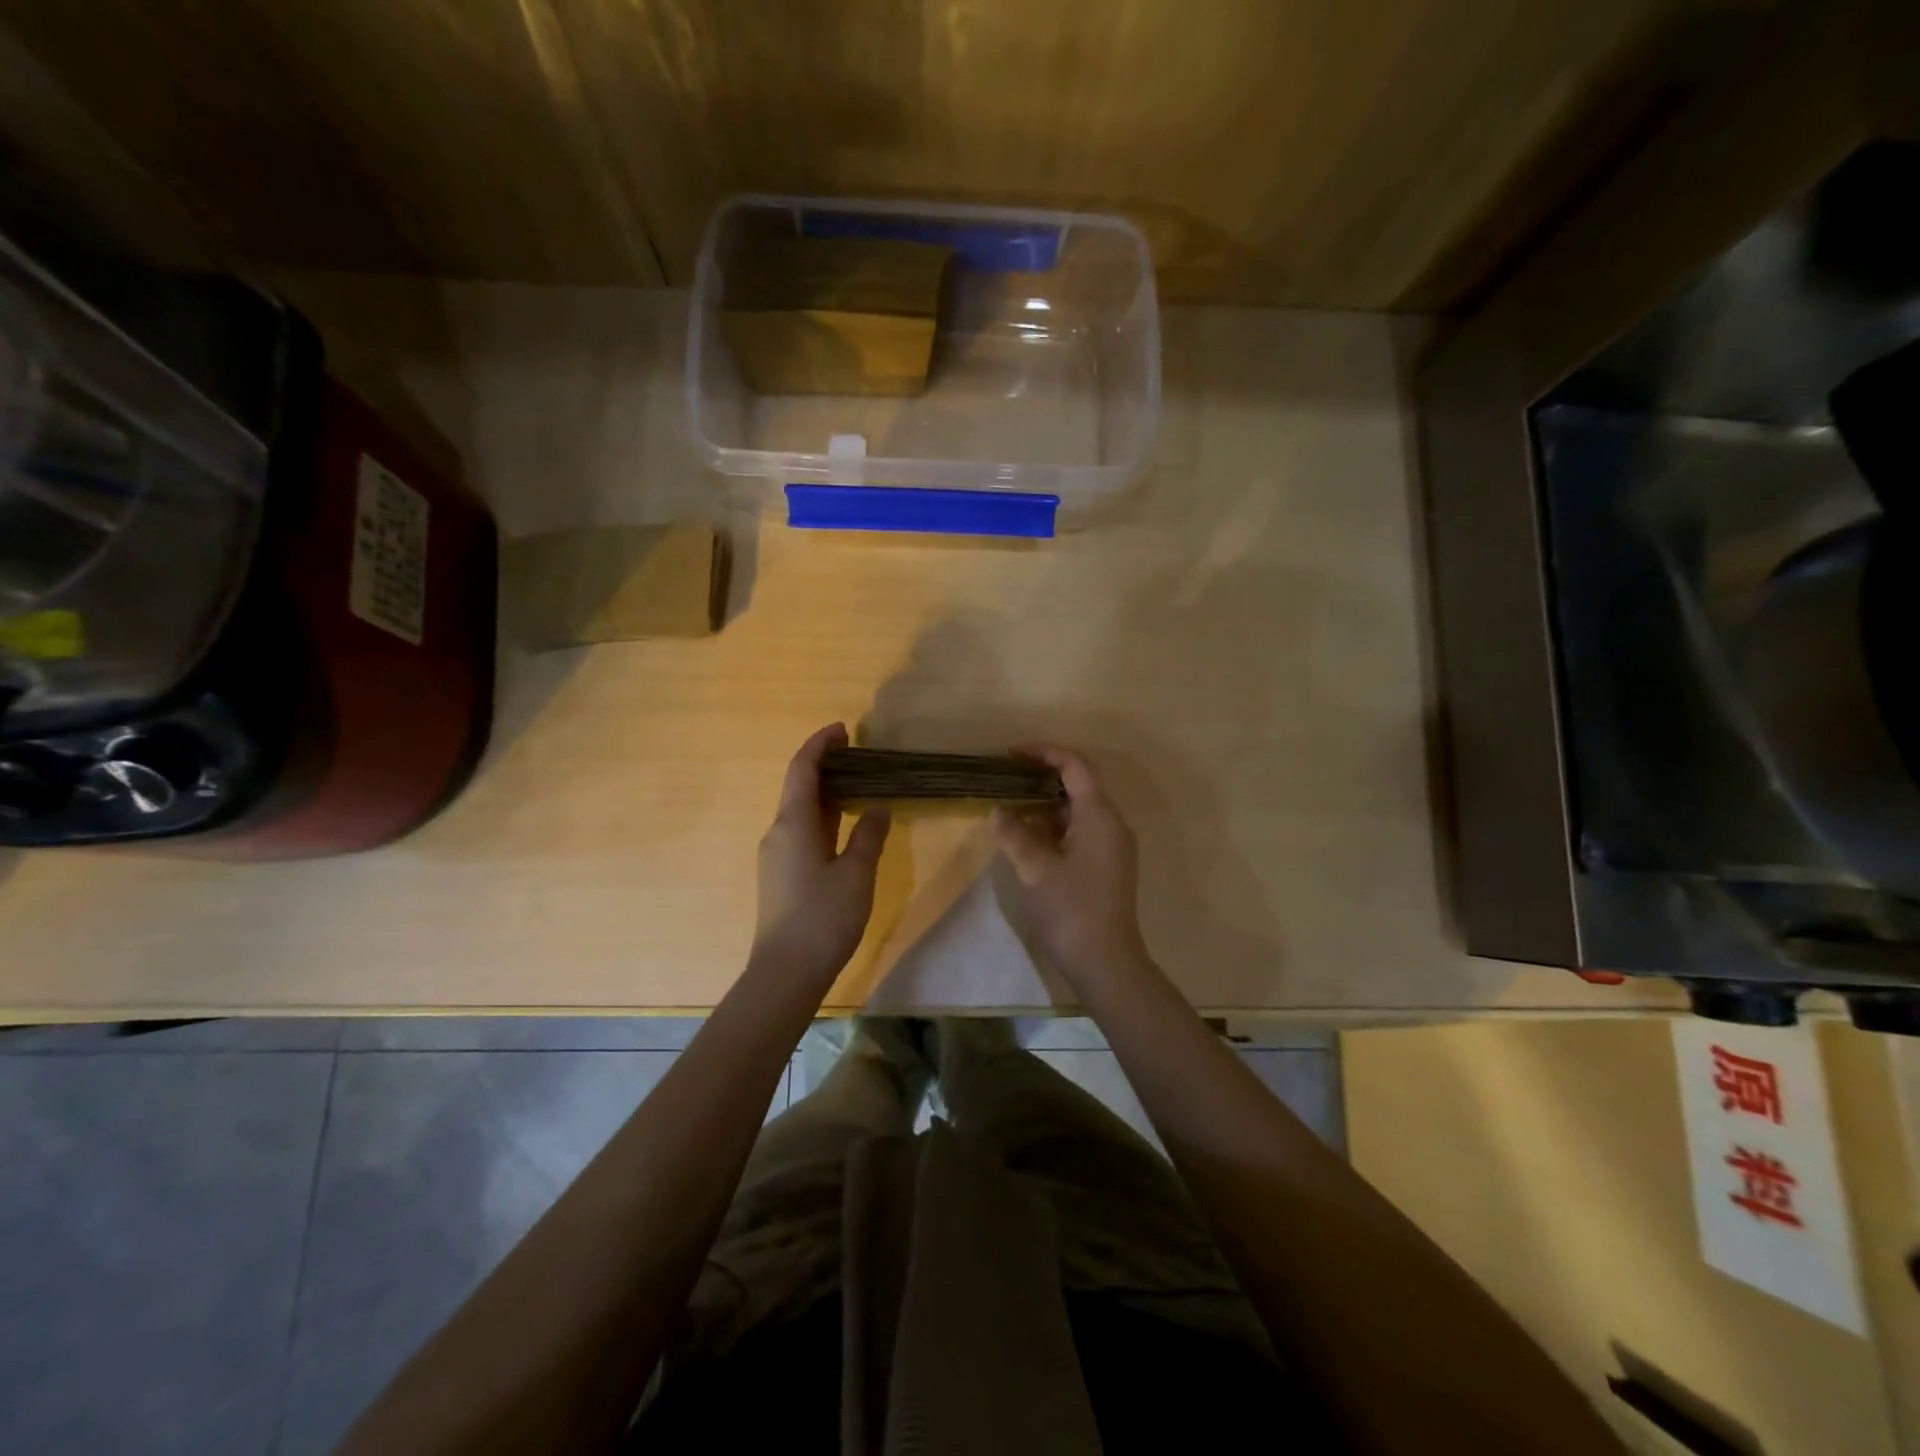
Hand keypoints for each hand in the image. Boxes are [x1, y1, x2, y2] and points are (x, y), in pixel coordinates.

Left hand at [753, 724, 890, 979]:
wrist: (786, 972)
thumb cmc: (823, 918)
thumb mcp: (856, 874)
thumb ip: (868, 836)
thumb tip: (878, 808)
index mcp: (792, 823)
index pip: (802, 769)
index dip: (820, 744)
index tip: (844, 730)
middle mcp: (778, 832)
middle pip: (798, 786)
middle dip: (825, 765)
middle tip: (859, 755)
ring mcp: (776, 855)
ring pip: (800, 810)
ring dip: (825, 791)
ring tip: (858, 783)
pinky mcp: (781, 874)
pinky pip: (801, 830)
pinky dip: (823, 816)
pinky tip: (845, 824)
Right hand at [992, 746, 1151, 986]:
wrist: (1105, 963)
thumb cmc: (1070, 910)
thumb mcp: (1034, 869)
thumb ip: (1015, 834)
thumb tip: (999, 811)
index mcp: (1100, 816)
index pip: (1075, 766)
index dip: (1044, 753)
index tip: (1011, 753)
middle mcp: (1112, 824)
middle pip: (1080, 784)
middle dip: (1043, 776)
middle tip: (1007, 776)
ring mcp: (1112, 846)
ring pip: (1079, 809)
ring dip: (1047, 802)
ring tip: (1012, 802)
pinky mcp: (1107, 866)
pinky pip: (1081, 830)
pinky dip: (1055, 824)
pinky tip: (1029, 834)